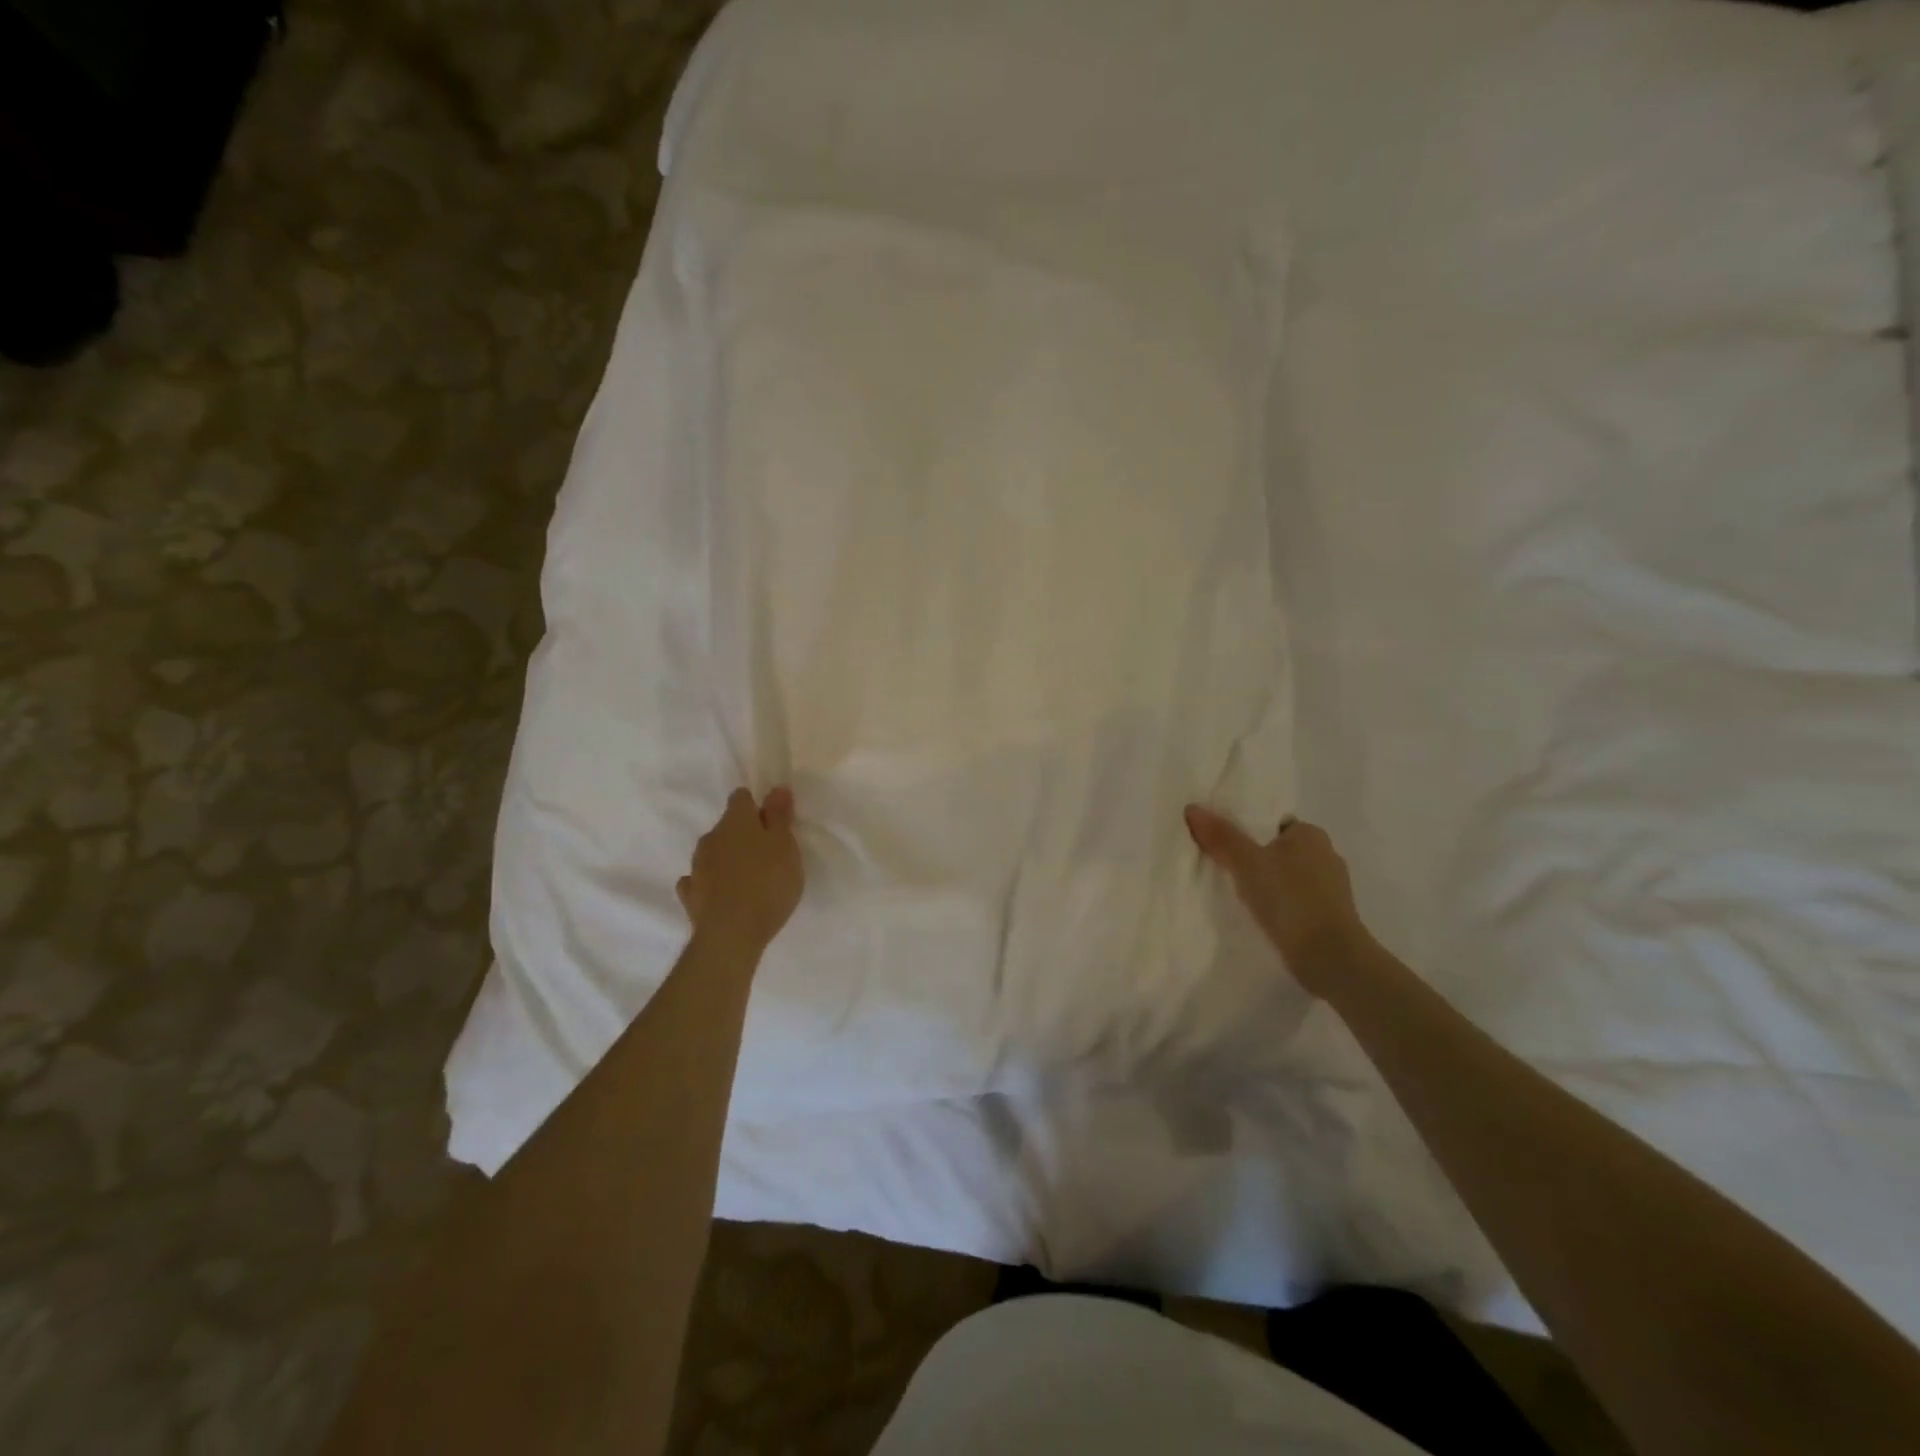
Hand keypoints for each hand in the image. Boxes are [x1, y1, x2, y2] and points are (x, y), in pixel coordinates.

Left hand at [677, 787, 804, 952]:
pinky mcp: (690, 895)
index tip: (773, 823)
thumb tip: (776, 788)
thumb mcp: (785, 845)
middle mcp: (711, 838)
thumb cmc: (767, 882)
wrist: (731, 933)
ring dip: (728, 859)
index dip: (757, 807)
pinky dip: (711, 883)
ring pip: (714, 853)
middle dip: (744, 835)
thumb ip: (780, 816)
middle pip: (727, 827)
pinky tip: (722, 894)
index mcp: (736, 821)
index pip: (741, 798)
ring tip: (749, 879)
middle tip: (767, 854)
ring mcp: (697, 867)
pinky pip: (700, 880)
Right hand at [1184, 806, 1370, 995]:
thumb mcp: (1246, 863)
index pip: (1273, 823)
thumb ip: (1221, 836)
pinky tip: (1259, 916)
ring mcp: (1331, 888)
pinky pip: (1295, 901)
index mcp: (1311, 834)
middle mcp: (1326, 855)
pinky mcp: (1330, 916)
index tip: (1223, 845)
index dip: (1247, 831)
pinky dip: (1278, 905)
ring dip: (1267, 884)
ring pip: (1287, 877)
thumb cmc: (1290, 899)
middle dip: (1255, 859)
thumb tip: (1192, 808)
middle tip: (1223, 869)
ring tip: (1236, 895)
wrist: (1329, 958)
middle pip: (1279, 850)